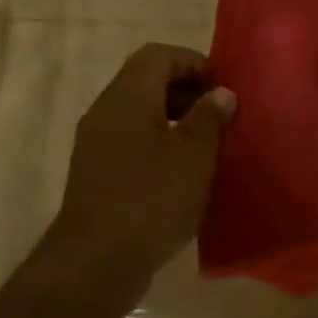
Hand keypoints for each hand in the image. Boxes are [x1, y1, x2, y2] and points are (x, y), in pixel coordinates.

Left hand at [54, 43, 235, 276]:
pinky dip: (158, 146)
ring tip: (206, 147)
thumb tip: (220, 93)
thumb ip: (209, 117)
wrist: (95, 262)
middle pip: (146, 81)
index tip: (222, 89)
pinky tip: (182, 176)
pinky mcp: (96, 175)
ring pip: (139, 115)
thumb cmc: (151, 198)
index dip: (193, 63)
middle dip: (186, 92)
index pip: (158, 55)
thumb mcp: (193, 154)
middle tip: (218, 118)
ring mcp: (96, 144)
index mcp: (127, 96)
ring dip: (174, 122)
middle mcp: (105, 111)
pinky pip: (131, 143)